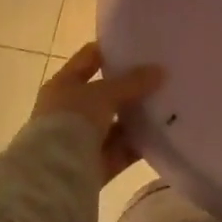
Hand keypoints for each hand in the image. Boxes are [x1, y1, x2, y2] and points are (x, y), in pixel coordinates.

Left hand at [33, 44, 164, 182]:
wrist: (52, 176)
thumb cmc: (71, 121)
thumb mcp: (103, 94)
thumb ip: (132, 82)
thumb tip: (160, 71)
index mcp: (63, 84)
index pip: (89, 58)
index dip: (112, 49)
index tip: (140, 44)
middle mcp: (70, 110)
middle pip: (105, 93)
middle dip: (130, 87)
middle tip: (161, 76)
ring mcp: (81, 139)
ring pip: (114, 123)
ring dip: (136, 117)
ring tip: (168, 105)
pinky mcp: (93, 165)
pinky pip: (120, 150)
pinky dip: (137, 144)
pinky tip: (162, 136)